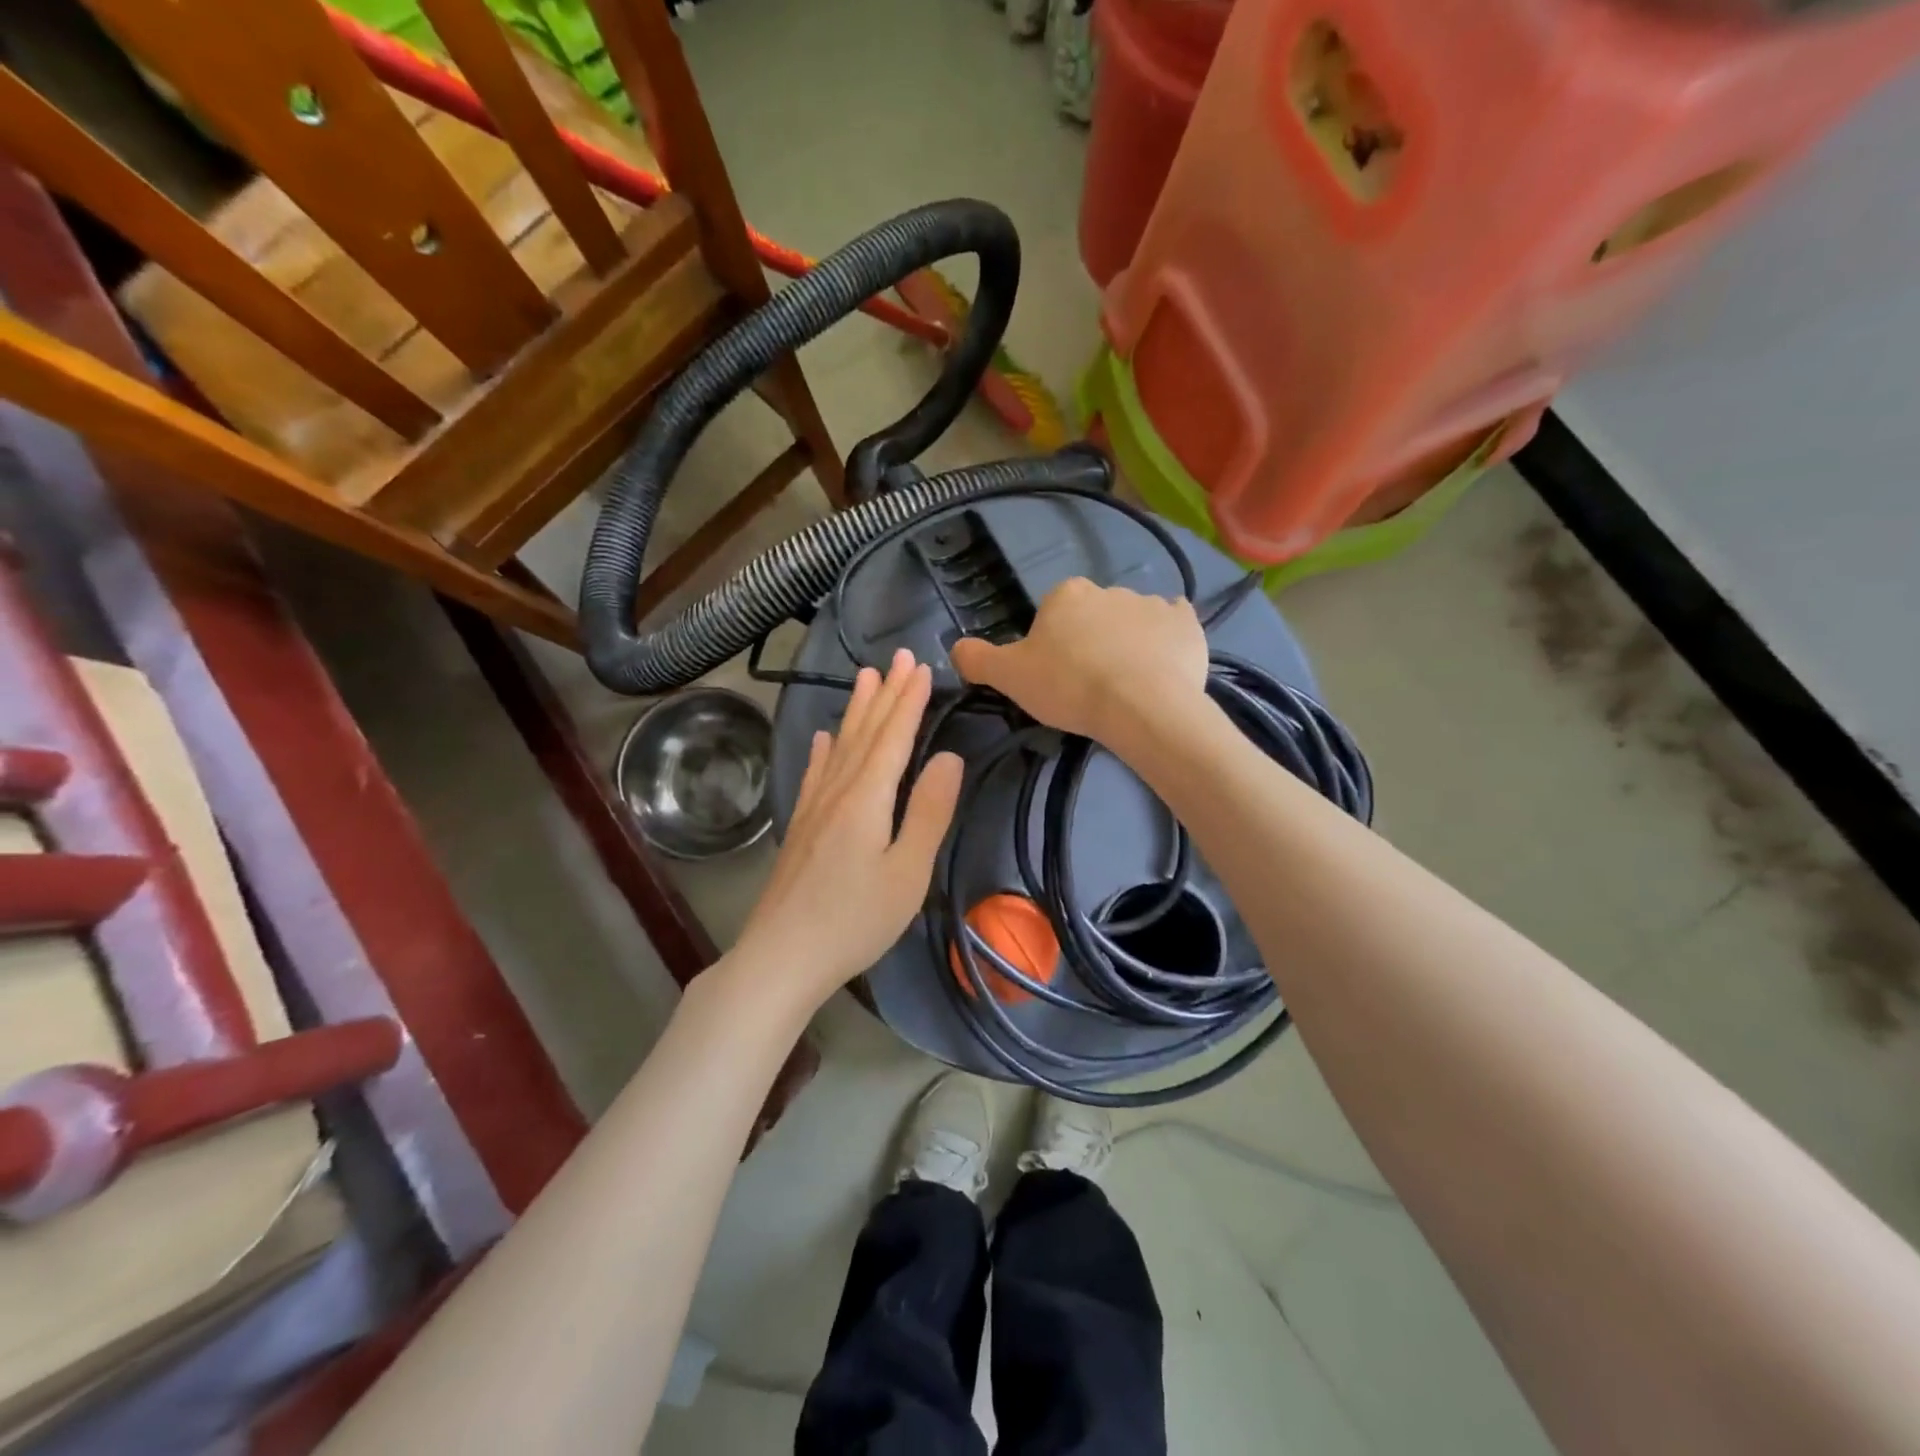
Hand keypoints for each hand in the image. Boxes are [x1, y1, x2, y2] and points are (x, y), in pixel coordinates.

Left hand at [731, 649, 963, 1010]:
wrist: (782, 957)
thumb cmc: (855, 920)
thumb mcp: (908, 872)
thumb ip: (929, 812)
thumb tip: (949, 757)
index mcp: (867, 798)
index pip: (893, 737)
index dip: (909, 701)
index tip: (921, 666)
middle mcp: (838, 791)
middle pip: (865, 733)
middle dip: (885, 693)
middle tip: (899, 655)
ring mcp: (813, 808)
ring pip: (840, 746)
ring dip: (856, 710)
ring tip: (865, 677)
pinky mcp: (800, 827)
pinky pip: (816, 773)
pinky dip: (824, 749)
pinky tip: (823, 737)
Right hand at [949, 578, 1209, 743]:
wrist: (1142, 706)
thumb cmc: (1070, 687)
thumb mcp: (1009, 677)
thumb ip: (977, 659)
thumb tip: (955, 647)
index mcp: (1066, 594)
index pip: (1052, 615)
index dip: (1051, 647)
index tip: (1056, 678)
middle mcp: (1109, 589)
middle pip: (1093, 617)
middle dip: (1090, 643)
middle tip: (1089, 686)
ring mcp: (1153, 604)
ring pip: (1133, 623)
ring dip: (1128, 645)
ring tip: (1128, 688)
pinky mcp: (1188, 624)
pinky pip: (1173, 627)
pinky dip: (1167, 642)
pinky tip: (1162, 669)